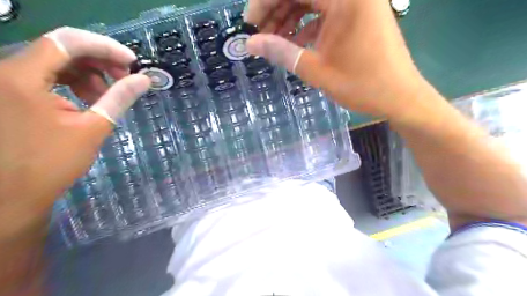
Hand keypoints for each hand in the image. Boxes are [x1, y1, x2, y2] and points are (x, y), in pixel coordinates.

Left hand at [0, 26, 151, 242]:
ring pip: (56, 61)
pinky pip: (47, 75)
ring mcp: (6, 81)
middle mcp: (7, 71)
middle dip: (99, 61)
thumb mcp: (93, 127)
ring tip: (107, 95)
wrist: (12, 193)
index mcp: (22, 78)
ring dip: (88, 73)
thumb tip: (144, 80)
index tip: (132, 62)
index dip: (105, 47)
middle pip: (62, 49)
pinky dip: (73, 82)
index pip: (67, 41)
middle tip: (125, 78)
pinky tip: (88, 99)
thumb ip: (119, 98)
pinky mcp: (11, 92)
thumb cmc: (52, 163)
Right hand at [245, 0, 434, 120]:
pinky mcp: (357, 14)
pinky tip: (295, 44)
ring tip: (274, 41)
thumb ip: (282, 52)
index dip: (266, 3)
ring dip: (289, 19)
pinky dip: (307, 26)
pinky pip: (325, 12)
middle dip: (276, 11)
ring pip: (312, 1)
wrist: (400, 96)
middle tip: (259, 35)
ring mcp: (356, 1)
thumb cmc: (361, 85)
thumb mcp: (316, 70)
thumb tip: (251, 43)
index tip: (249, 25)